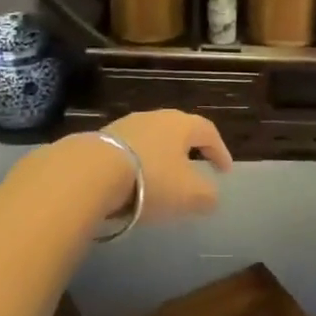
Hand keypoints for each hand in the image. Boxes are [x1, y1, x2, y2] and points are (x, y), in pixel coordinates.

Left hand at [96, 110, 234, 223]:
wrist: (90, 173)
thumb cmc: (151, 179)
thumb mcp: (190, 195)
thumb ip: (207, 196)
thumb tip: (212, 197)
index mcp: (181, 124)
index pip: (208, 131)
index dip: (220, 151)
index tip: (225, 171)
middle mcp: (154, 118)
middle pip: (178, 131)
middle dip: (188, 151)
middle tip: (195, 169)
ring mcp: (124, 126)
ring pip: (151, 140)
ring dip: (160, 158)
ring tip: (162, 179)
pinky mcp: (100, 140)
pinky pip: (128, 151)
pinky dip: (136, 165)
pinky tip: (132, 184)